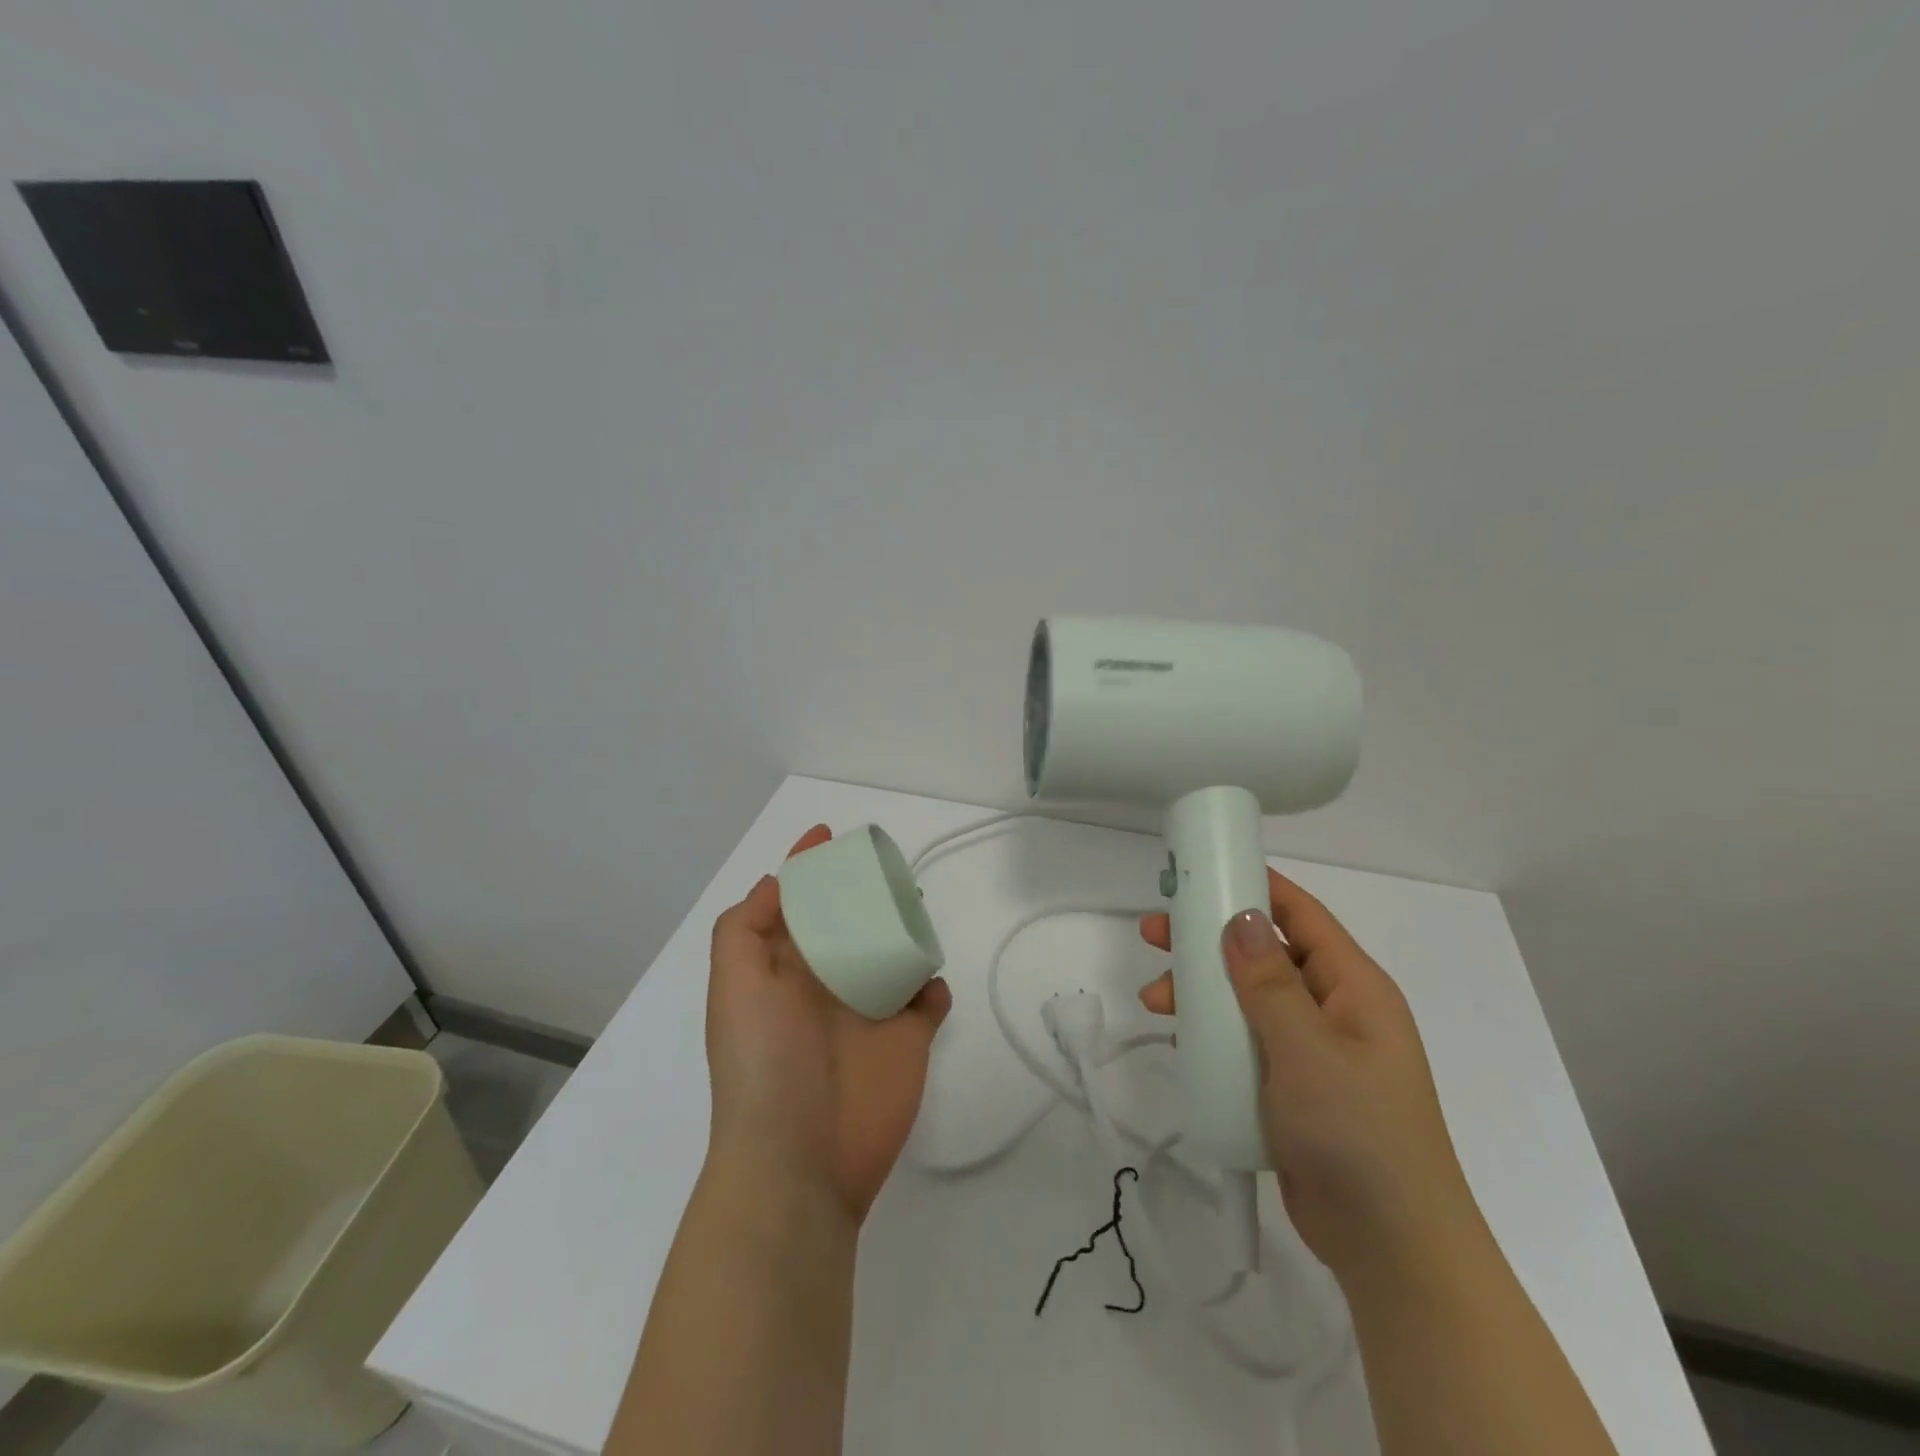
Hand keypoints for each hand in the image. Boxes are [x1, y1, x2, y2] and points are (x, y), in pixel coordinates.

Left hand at [705, 825, 952, 1224]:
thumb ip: (745, 928)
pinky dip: (932, 986)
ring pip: (892, 954)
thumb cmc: (765, 1063)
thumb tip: (776, 883)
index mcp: (784, 970)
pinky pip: (927, 1002)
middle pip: (850, 922)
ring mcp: (870, 1012)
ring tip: (916, 909)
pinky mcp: (908, 1041)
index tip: (828, 835)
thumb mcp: (735, 986)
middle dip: (864, 893)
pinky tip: (930, 982)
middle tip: (886, 869)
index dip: (807, 868)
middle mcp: (826, 983)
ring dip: (904, 930)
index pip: (797, 906)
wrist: (800, 1160)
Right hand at [1138, 869, 1482, 1286]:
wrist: (1389, 1248)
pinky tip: (1177, 1035)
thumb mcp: (1308, 1050)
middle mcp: (1334, 1009)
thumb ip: (1270, 983)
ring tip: (1155, 997)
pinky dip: (1211, 1030)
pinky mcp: (1292, 1086)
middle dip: (1210, 941)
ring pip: (1248, 998)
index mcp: (1353, 988)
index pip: (1301, 915)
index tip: (1202, 873)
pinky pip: (1245, 1039)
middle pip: (1265, 954)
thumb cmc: (1356, 1133)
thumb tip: (1243, 917)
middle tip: (1155, 933)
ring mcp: (1313, 1050)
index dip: (1255, 887)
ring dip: (1202, 990)